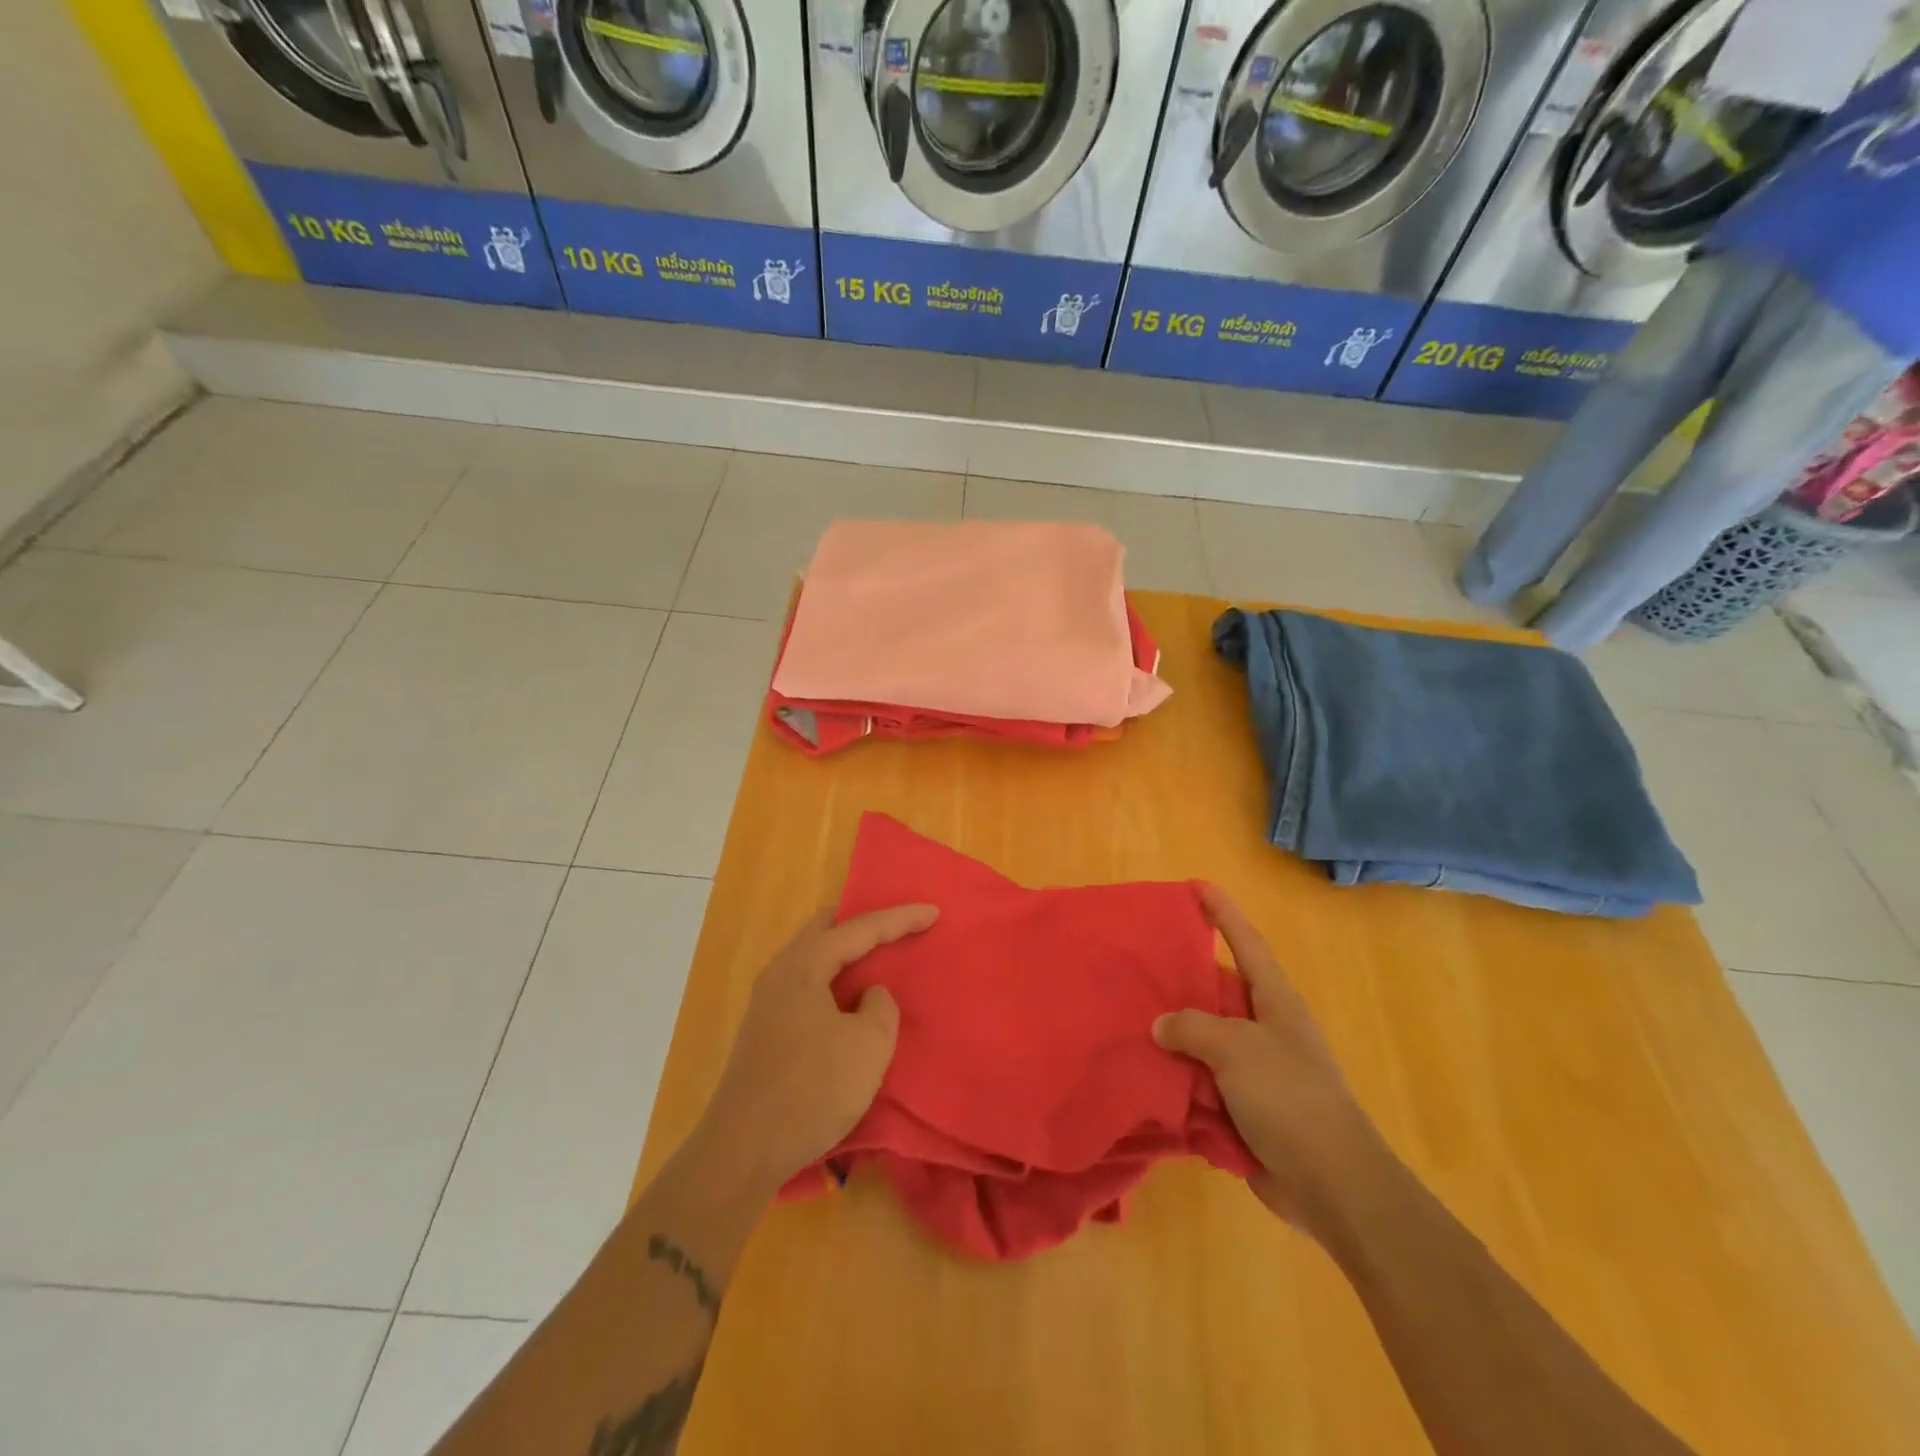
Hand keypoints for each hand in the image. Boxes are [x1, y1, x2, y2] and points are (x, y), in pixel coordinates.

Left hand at [695, 903, 937, 1190]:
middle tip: (898, 927)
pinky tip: (850, 997)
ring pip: (814, 956)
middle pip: (826, 929)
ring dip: (847, 953)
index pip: (859, 928)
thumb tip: (869, 996)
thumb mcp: (868, 1046)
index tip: (933, 911)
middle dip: (864, 924)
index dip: (899, 918)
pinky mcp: (765, 1028)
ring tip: (879, 957)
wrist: (743, 1151)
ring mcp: (768, 1001)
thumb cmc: (812, 1090)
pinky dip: (834, 978)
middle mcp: (780, 972)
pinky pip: (807, 983)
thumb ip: (880, 1007)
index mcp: (803, 966)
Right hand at [1154, 885, 1382, 1231]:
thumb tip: (1162, 1024)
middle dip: (1183, 976)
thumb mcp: (1236, 1049)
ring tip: (1130, 1017)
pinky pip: (1202, 1081)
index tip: (1196, 884)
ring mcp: (1257, 1070)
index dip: (1223, 911)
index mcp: (1275, 1001)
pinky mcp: (1246, 1108)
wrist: (1332, 1185)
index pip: (1246, 942)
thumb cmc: (1290, 1099)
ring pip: (1205, 1038)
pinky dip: (1178, 1078)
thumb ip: (1193, 1027)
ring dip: (1174, 1033)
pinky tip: (1145, 1074)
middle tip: (1141, 960)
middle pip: (1219, 989)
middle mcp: (1266, 1028)